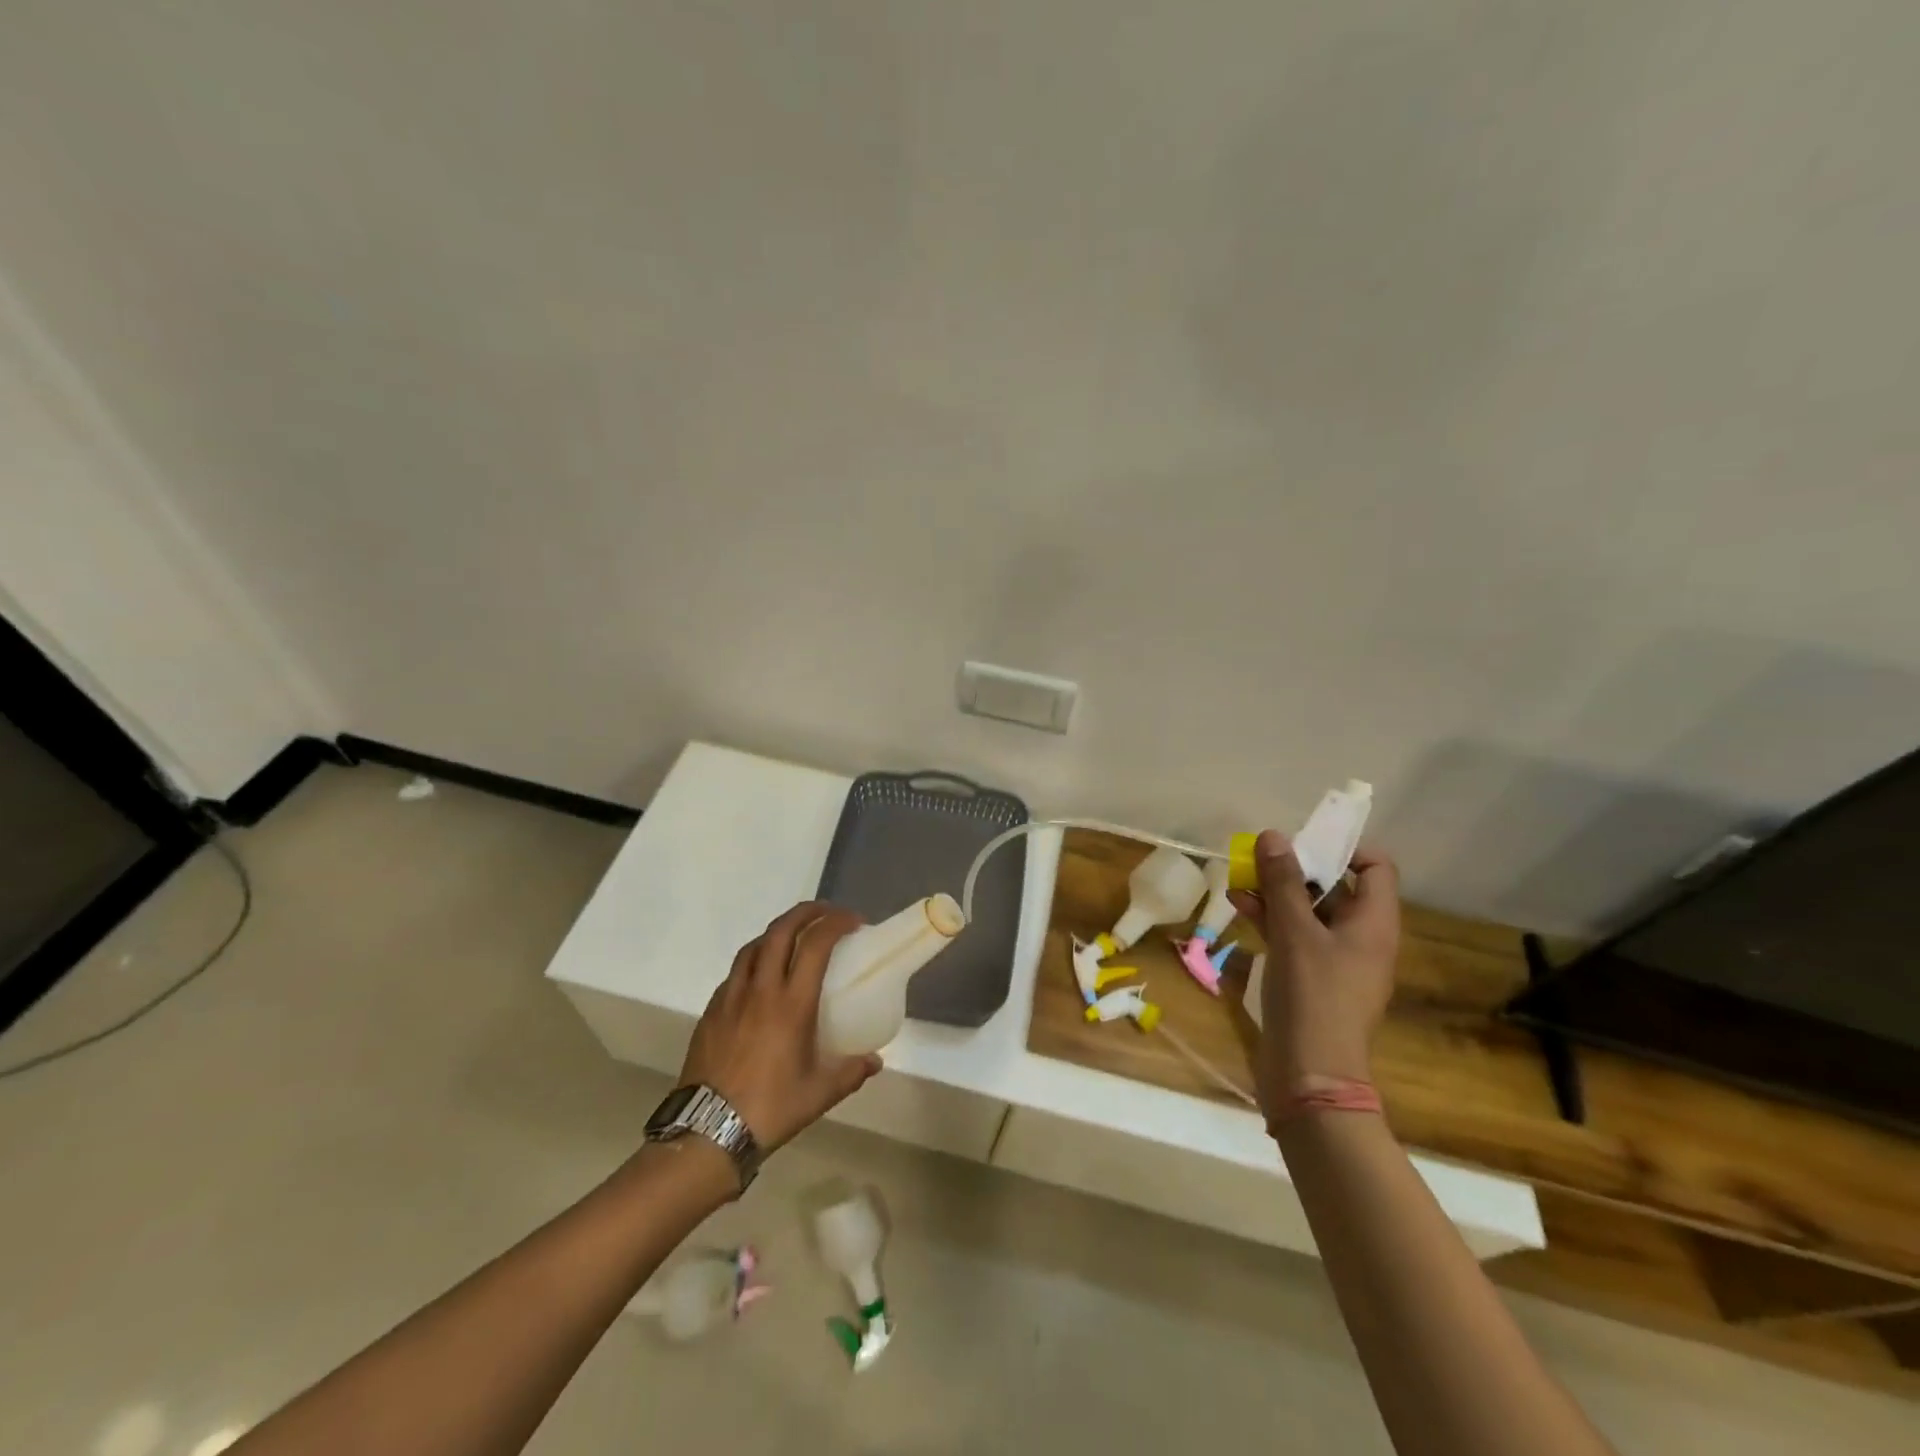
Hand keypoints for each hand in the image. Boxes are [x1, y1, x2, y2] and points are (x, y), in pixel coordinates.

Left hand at [680, 901, 882, 1151]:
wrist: (707, 1132)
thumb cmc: (770, 1109)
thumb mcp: (819, 1094)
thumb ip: (850, 1072)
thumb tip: (874, 1061)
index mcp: (791, 1004)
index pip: (815, 944)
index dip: (835, 923)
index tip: (853, 922)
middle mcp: (760, 990)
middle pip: (781, 931)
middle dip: (805, 912)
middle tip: (825, 913)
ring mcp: (731, 997)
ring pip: (754, 946)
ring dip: (778, 932)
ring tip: (794, 939)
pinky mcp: (711, 1011)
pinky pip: (736, 972)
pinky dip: (754, 961)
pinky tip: (761, 978)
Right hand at [1229, 830, 1399, 1104]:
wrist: (1309, 1074)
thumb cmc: (1312, 996)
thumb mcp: (1294, 932)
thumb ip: (1283, 882)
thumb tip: (1273, 835)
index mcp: (1374, 924)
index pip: (1376, 868)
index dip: (1345, 848)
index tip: (1304, 843)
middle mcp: (1361, 937)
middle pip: (1337, 886)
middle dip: (1297, 868)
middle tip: (1261, 858)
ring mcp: (1336, 960)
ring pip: (1310, 910)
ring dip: (1277, 892)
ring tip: (1239, 879)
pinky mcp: (1312, 978)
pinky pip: (1295, 935)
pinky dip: (1271, 918)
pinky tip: (1239, 907)